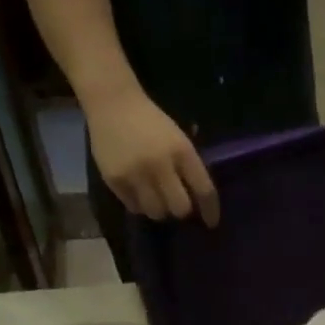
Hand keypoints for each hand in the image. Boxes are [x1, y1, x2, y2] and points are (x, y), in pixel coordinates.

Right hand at [86, 86, 220, 225]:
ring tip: (156, 198)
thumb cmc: (151, 121)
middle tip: (177, 204)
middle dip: (182, 210)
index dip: (210, 210)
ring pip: (157, 212)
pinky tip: (138, 191)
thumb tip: (199, 202)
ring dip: (160, 209)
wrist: (112, 101)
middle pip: (180, 208)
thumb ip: (189, 167)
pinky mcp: (115, 179)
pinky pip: (134, 207)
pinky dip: (140, 204)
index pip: (204, 190)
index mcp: (182, 151)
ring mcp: (136, 173)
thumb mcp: (179, 139)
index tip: (211, 222)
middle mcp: (160, 164)